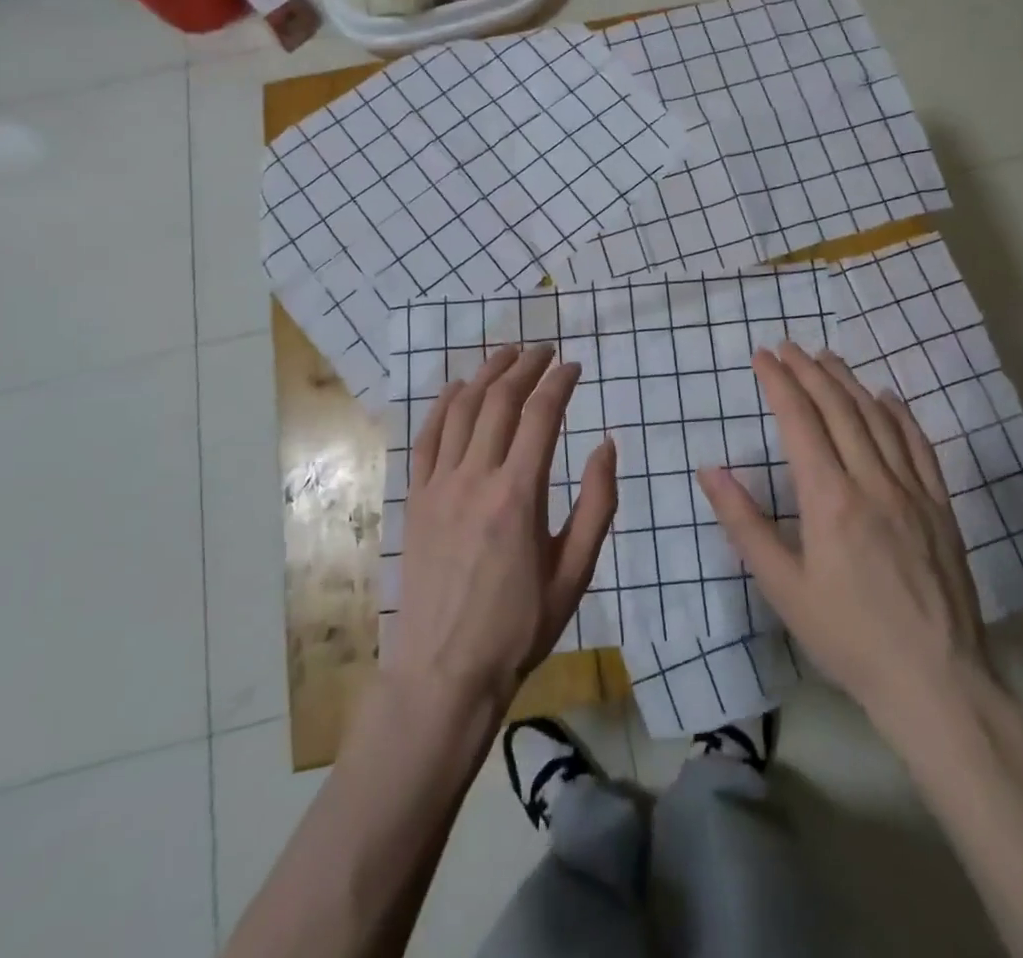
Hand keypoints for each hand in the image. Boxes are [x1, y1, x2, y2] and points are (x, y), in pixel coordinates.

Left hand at [389, 344, 617, 709]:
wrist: (445, 673)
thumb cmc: (519, 627)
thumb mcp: (575, 572)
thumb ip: (597, 505)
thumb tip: (607, 444)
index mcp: (519, 495)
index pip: (541, 416)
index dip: (559, 382)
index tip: (574, 366)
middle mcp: (476, 478)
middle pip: (500, 401)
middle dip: (525, 366)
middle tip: (544, 349)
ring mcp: (439, 486)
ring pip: (462, 410)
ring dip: (486, 374)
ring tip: (506, 353)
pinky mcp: (416, 500)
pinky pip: (426, 438)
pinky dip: (442, 405)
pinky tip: (455, 388)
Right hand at [698, 343, 997, 730]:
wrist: (935, 681)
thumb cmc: (847, 636)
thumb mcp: (783, 586)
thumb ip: (744, 523)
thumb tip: (710, 470)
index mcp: (829, 499)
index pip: (800, 421)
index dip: (780, 383)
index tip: (763, 356)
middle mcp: (872, 481)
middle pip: (839, 408)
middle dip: (809, 371)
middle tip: (788, 347)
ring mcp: (912, 491)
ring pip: (878, 418)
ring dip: (850, 382)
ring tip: (827, 359)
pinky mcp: (940, 507)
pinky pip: (919, 445)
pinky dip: (899, 414)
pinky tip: (886, 398)